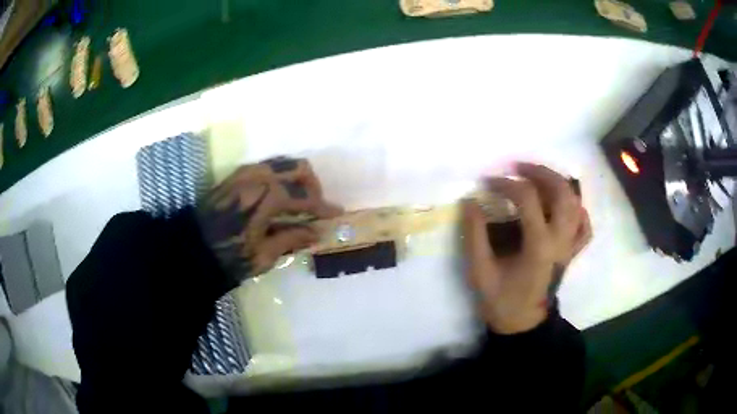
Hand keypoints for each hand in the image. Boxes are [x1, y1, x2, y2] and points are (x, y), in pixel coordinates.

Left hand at [196, 157, 341, 283]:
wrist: (191, 248)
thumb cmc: (228, 255)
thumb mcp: (264, 255)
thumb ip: (292, 238)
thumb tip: (316, 233)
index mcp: (267, 196)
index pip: (305, 196)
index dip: (323, 206)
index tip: (336, 214)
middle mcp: (259, 176)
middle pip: (298, 167)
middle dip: (313, 185)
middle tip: (315, 207)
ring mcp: (246, 172)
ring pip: (283, 163)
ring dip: (296, 179)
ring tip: (298, 202)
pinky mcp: (236, 175)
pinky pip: (267, 167)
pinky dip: (280, 177)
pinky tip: (278, 197)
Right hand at [462, 163, 590, 333]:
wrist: (523, 323)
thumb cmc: (501, 300)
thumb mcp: (480, 271)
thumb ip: (474, 235)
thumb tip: (471, 201)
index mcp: (539, 246)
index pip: (527, 198)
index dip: (506, 183)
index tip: (488, 182)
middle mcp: (561, 241)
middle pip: (562, 191)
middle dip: (540, 172)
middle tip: (519, 166)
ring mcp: (570, 246)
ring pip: (576, 203)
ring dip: (559, 184)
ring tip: (539, 178)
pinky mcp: (572, 252)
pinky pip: (584, 225)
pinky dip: (577, 210)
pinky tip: (563, 206)